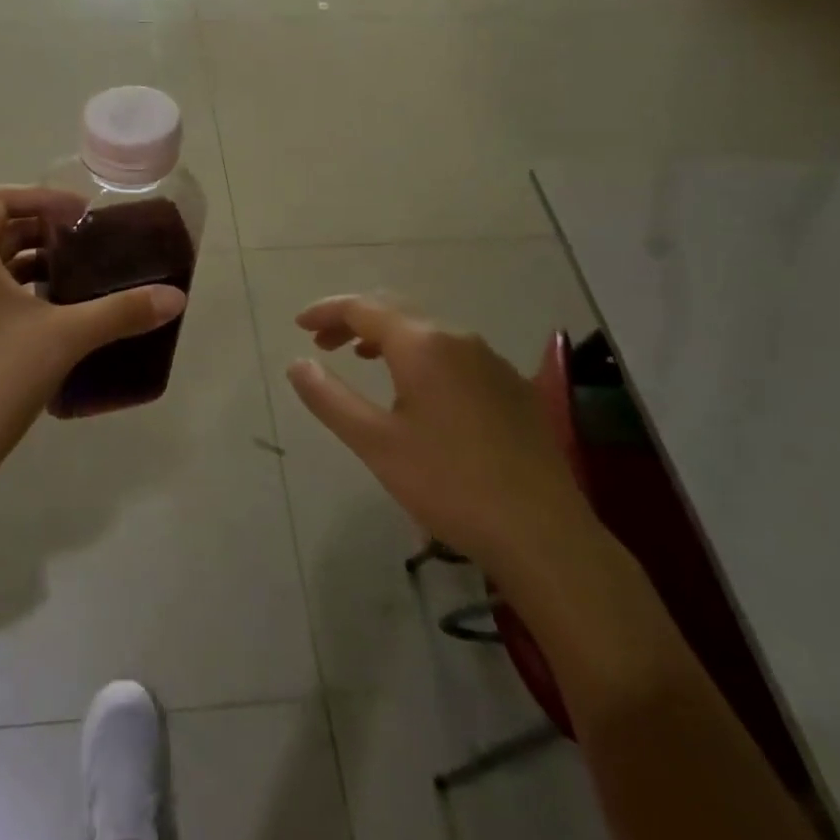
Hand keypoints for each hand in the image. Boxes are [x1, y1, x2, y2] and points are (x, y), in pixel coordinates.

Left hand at [0, 187, 187, 490]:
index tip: (81, 214)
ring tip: (74, 277)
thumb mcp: (66, 337)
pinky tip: (47, 316)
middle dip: (40, 231)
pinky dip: (12, 290)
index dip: (41, 198)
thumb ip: (121, 311)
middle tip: (84, 243)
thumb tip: (176, 297)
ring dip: (27, 262)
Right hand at [287, 296, 596, 588]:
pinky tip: (419, 390)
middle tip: (324, 343)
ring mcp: (491, 360)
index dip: (327, 312)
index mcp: (423, 344)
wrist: (542, 532)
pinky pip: (455, 353)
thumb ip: (330, 398)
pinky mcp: (513, 386)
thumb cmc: (448, 484)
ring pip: (428, 331)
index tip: (300, 325)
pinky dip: (422, 354)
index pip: (363, 308)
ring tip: (364, 358)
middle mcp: (458, 338)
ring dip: (389, 337)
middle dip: (355, 320)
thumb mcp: (375, 443)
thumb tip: (297, 364)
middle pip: (396, 311)